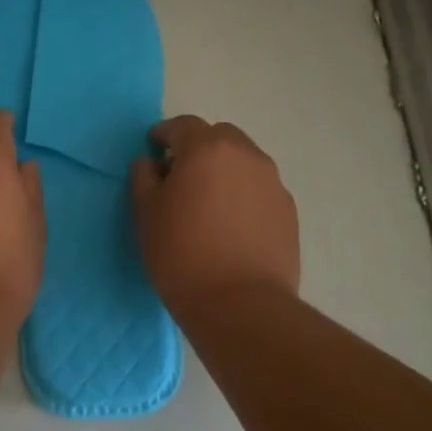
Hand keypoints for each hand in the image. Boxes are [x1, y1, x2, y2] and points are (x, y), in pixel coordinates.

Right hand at [129, 115, 299, 317]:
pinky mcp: (288, 211)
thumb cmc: (181, 254)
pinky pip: (258, 188)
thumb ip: (144, 177)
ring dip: (223, 170)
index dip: (164, 134)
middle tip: (180, 175)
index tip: (153, 149)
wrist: (240, 304)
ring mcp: (273, 182)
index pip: (182, 126)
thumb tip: (151, 163)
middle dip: (198, 147)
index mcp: (207, 149)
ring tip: (207, 202)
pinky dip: (242, 194)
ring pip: (243, 161)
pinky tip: (229, 224)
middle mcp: (246, 156)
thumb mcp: (145, 213)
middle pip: (219, 136)